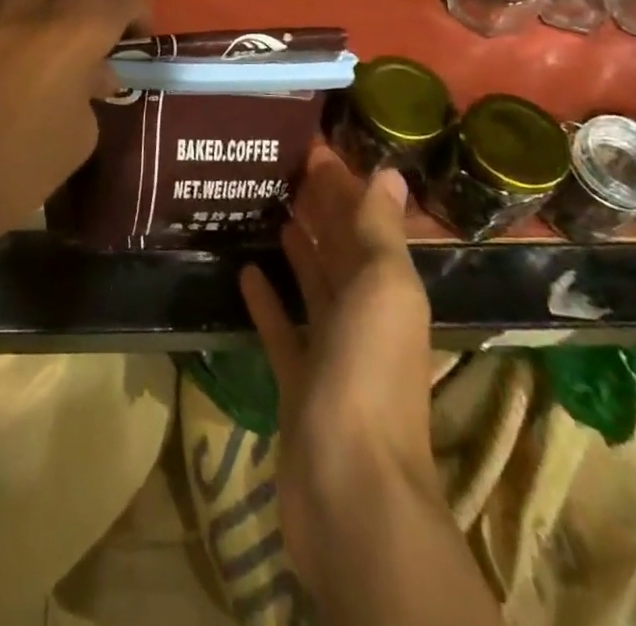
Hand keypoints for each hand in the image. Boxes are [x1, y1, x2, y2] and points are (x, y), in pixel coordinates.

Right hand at [240, 150, 443, 603]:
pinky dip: (269, 300)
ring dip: (297, 248)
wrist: (350, 489)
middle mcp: (364, 315)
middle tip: (282, 167)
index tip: (311, 146)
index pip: (364, 221)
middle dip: (320, 209)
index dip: (343, 184)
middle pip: (340, 249)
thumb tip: (389, 173)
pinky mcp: (298, 380)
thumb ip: (379, 231)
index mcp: (389, 289)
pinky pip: (282, 327)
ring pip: (313, 284)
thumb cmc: (369, 373)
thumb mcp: (382, 288)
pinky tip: (246, 271)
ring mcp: (331, 351)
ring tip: (268, 208)